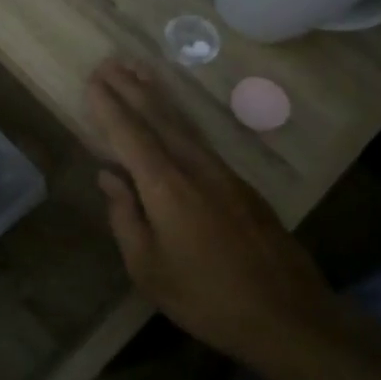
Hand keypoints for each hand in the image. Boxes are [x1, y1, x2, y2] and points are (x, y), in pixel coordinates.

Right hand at [86, 58, 334, 362]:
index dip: (109, 107)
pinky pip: (200, 140)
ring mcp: (223, 174)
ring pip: (183, 124)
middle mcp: (194, 168)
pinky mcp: (242, 186)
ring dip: (158, 96)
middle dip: (131, 89)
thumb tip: (109, 177)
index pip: (130, 134)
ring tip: (139, 72)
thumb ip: (125, 216)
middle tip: (110, 63)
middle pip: (158, 117)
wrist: (288, 316)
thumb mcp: (147, 267)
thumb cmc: (205, 297)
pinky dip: (180, 120)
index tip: (92, 81)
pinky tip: (173, 119)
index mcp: (166, 187)